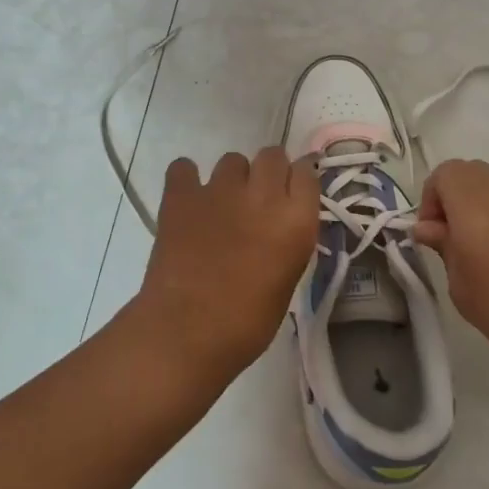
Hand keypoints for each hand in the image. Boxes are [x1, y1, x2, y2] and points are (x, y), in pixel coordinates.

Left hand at [135, 148, 319, 381]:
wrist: (186, 333)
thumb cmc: (246, 323)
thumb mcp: (287, 280)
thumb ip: (289, 240)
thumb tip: (281, 223)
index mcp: (296, 221)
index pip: (307, 172)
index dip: (299, 179)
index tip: (292, 191)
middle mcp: (263, 195)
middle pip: (273, 155)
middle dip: (269, 171)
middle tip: (258, 199)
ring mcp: (220, 190)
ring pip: (232, 160)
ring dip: (232, 178)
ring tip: (221, 205)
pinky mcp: (181, 195)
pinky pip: (184, 167)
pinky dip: (186, 179)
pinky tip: (187, 200)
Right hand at [413, 159, 488, 375]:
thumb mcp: (462, 289)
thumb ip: (444, 250)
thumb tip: (430, 228)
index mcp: (473, 205)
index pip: (444, 173)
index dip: (430, 199)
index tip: (434, 236)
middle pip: (470, 174)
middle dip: (454, 200)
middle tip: (454, 241)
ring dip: (482, 212)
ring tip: (485, 257)